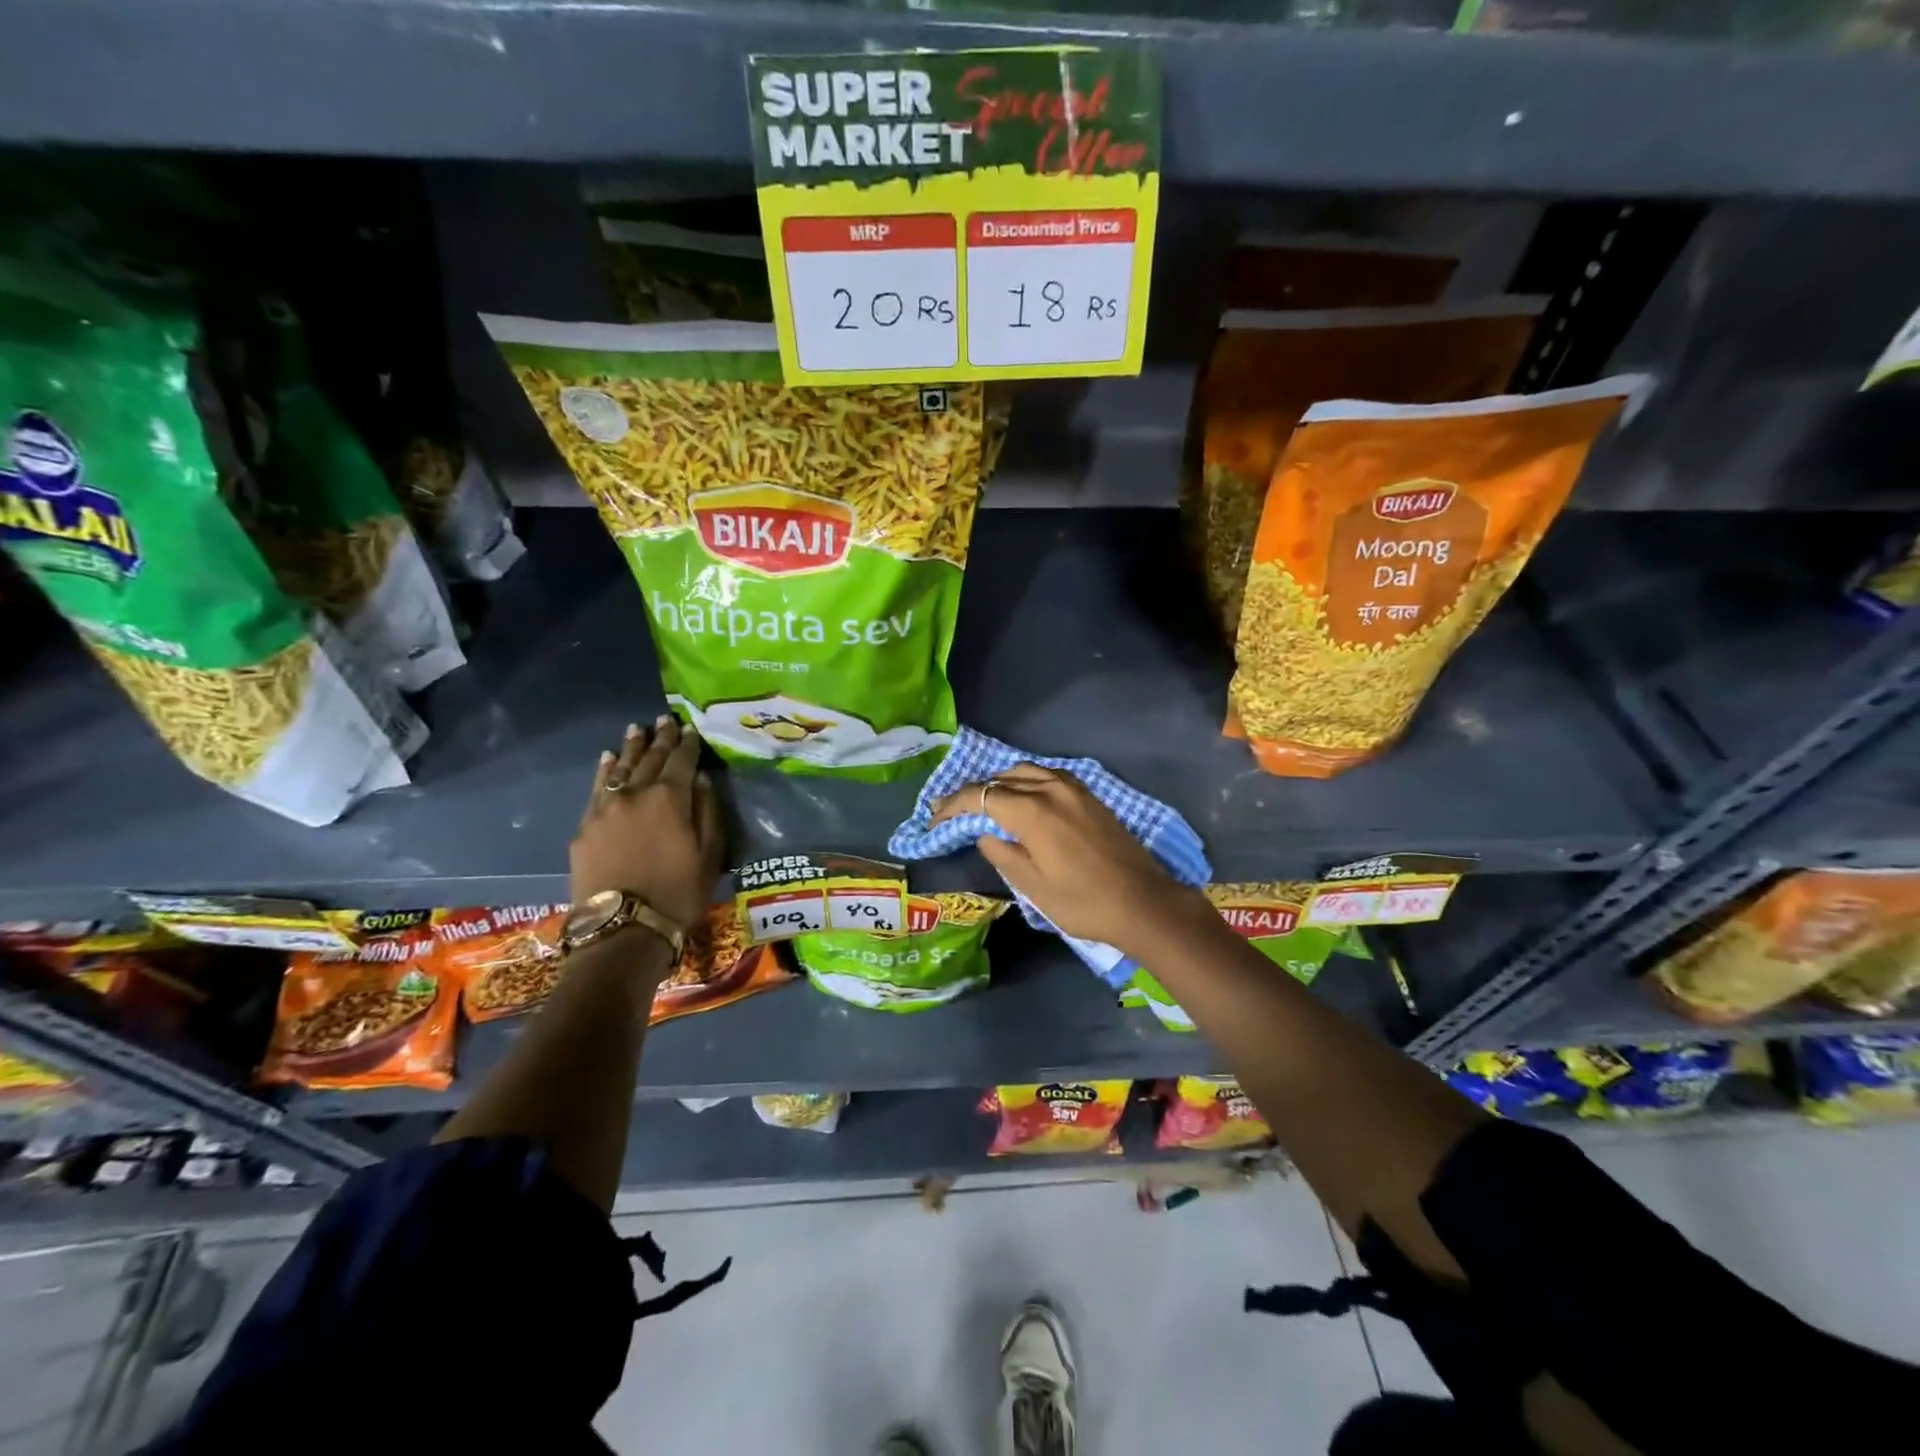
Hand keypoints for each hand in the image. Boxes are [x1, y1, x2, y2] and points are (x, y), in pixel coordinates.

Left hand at [572, 715, 722, 928]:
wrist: (623, 929)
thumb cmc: (679, 893)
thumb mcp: (710, 854)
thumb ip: (707, 812)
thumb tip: (700, 780)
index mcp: (670, 798)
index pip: (682, 760)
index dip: (688, 744)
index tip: (692, 729)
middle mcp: (635, 794)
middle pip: (650, 760)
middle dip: (660, 739)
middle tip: (665, 719)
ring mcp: (605, 809)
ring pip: (620, 769)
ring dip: (631, 748)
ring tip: (636, 730)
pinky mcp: (585, 827)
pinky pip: (596, 788)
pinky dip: (604, 770)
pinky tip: (608, 759)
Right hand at [929, 764, 1203, 953]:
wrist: (1143, 902)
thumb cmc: (1083, 901)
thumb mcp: (1033, 886)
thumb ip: (1002, 854)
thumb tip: (985, 834)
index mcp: (1032, 810)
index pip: (980, 796)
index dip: (952, 807)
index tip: (934, 821)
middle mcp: (1051, 788)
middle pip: (1000, 779)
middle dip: (972, 793)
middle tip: (951, 812)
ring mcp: (1074, 788)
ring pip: (1025, 771)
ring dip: (999, 783)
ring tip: (984, 803)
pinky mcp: (1090, 795)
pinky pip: (1048, 776)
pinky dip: (1026, 781)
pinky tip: (1023, 798)